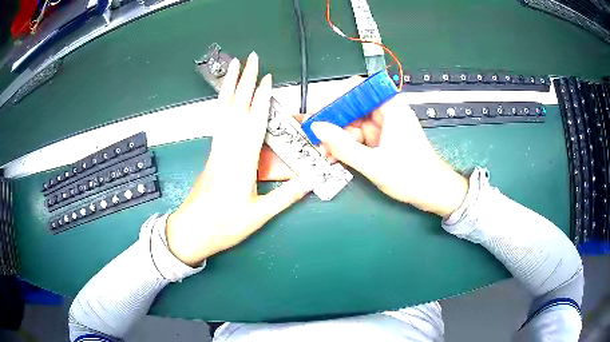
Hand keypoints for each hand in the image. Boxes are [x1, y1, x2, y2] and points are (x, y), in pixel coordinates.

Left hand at [166, 53, 317, 265]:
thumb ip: (286, 196)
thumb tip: (312, 181)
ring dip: (230, 86)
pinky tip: (226, 97)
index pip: (253, 122)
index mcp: (241, 162)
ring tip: (234, 67)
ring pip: (223, 111)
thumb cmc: (224, 225)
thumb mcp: (259, 215)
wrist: (193, 231)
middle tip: (250, 58)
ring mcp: (216, 149)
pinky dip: (222, 103)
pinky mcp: (212, 153)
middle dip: (244, 80)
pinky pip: (218, 121)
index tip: (267, 78)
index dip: (261, 98)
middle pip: (236, 107)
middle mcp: (227, 149)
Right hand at [310, 94, 467, 216]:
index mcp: (391, 107)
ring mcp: (385, 126)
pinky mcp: (383, 139)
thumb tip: (317, 128)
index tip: (318, 112)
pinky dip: (348, 145)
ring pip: (354, 123)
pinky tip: (337, 156)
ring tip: (326, 153)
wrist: (435, 193)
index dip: (335, 97)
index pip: (357, 89)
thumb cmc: (412, 177)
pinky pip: (360, 136)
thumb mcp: (374, 164)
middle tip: (317, 138)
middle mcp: (387, 112)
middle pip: (353, 107)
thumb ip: (343, 146)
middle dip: (334, 122)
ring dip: (339, 137)